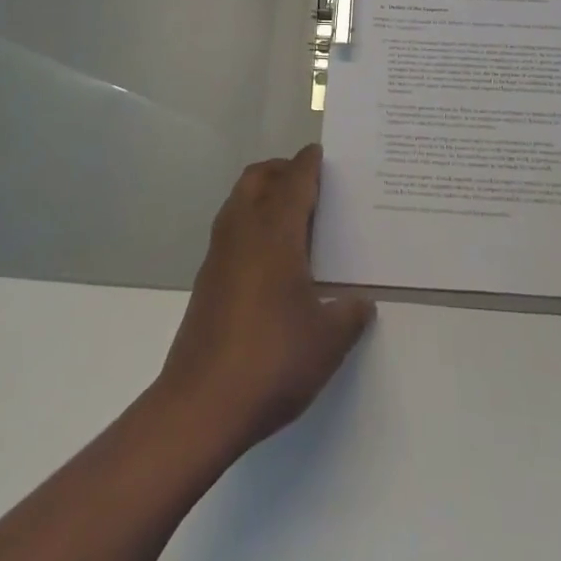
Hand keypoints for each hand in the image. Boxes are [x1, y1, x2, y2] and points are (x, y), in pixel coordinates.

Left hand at [155, 145, 375, 454]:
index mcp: (275, 231)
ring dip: (263, 193)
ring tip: (294, 217)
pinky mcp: (207, 278)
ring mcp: (219, 253)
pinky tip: (272, 259)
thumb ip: (350, 315)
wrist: (200, 406)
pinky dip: (251, 222)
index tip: (324, 154)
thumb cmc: (271, 361)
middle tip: (310, 183)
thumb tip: (361, 302)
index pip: (295, 179)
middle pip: (259, 176)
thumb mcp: (327, 342)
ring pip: (240, 199)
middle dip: (282, 170)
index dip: (310, 163)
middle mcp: (243, 230)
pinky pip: (231, 228)